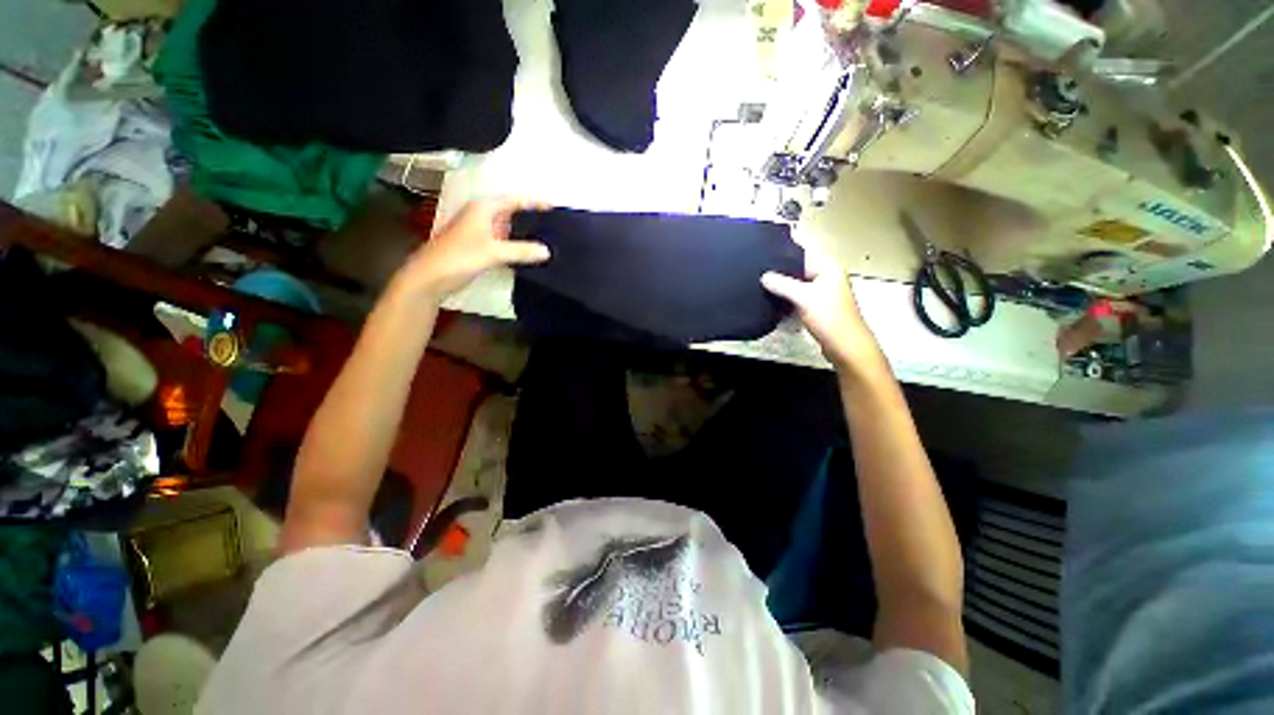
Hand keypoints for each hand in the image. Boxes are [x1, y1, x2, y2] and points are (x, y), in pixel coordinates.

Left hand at [402, 198, 551, 299]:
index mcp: (484, 208)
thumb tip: (547, 251)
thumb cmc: (459, 257)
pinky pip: (504, 242)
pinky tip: (529, 254)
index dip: (535, 203)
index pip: (515, 200)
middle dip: (533, 218)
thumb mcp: (493, 252)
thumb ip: (521, 250)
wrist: (430, 277)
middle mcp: (482, 215)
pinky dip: (517, 246)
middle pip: (513, 212)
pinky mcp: (479, 247)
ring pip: (508, 228)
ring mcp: (480, 232)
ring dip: (525, 234)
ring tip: (548, 240)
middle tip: (556, 226)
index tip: (556, 208)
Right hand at [761, 242, 882, 374]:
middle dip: (780, 268)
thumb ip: (782, 285)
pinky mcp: (817, 306)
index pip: (804, 250)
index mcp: (828, 267)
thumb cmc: (829, 317)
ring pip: (797, 282)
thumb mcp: (803, 298)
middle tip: (758, 266)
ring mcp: (822, 291)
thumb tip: (764, 276)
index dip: (786, 247)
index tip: (765, 246)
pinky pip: (798, 296)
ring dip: (783, 284)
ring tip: (761, 281)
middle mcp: (826, 275)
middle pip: (799, 266)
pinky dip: (787, 297)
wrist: (845, 345)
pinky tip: (772, 299)